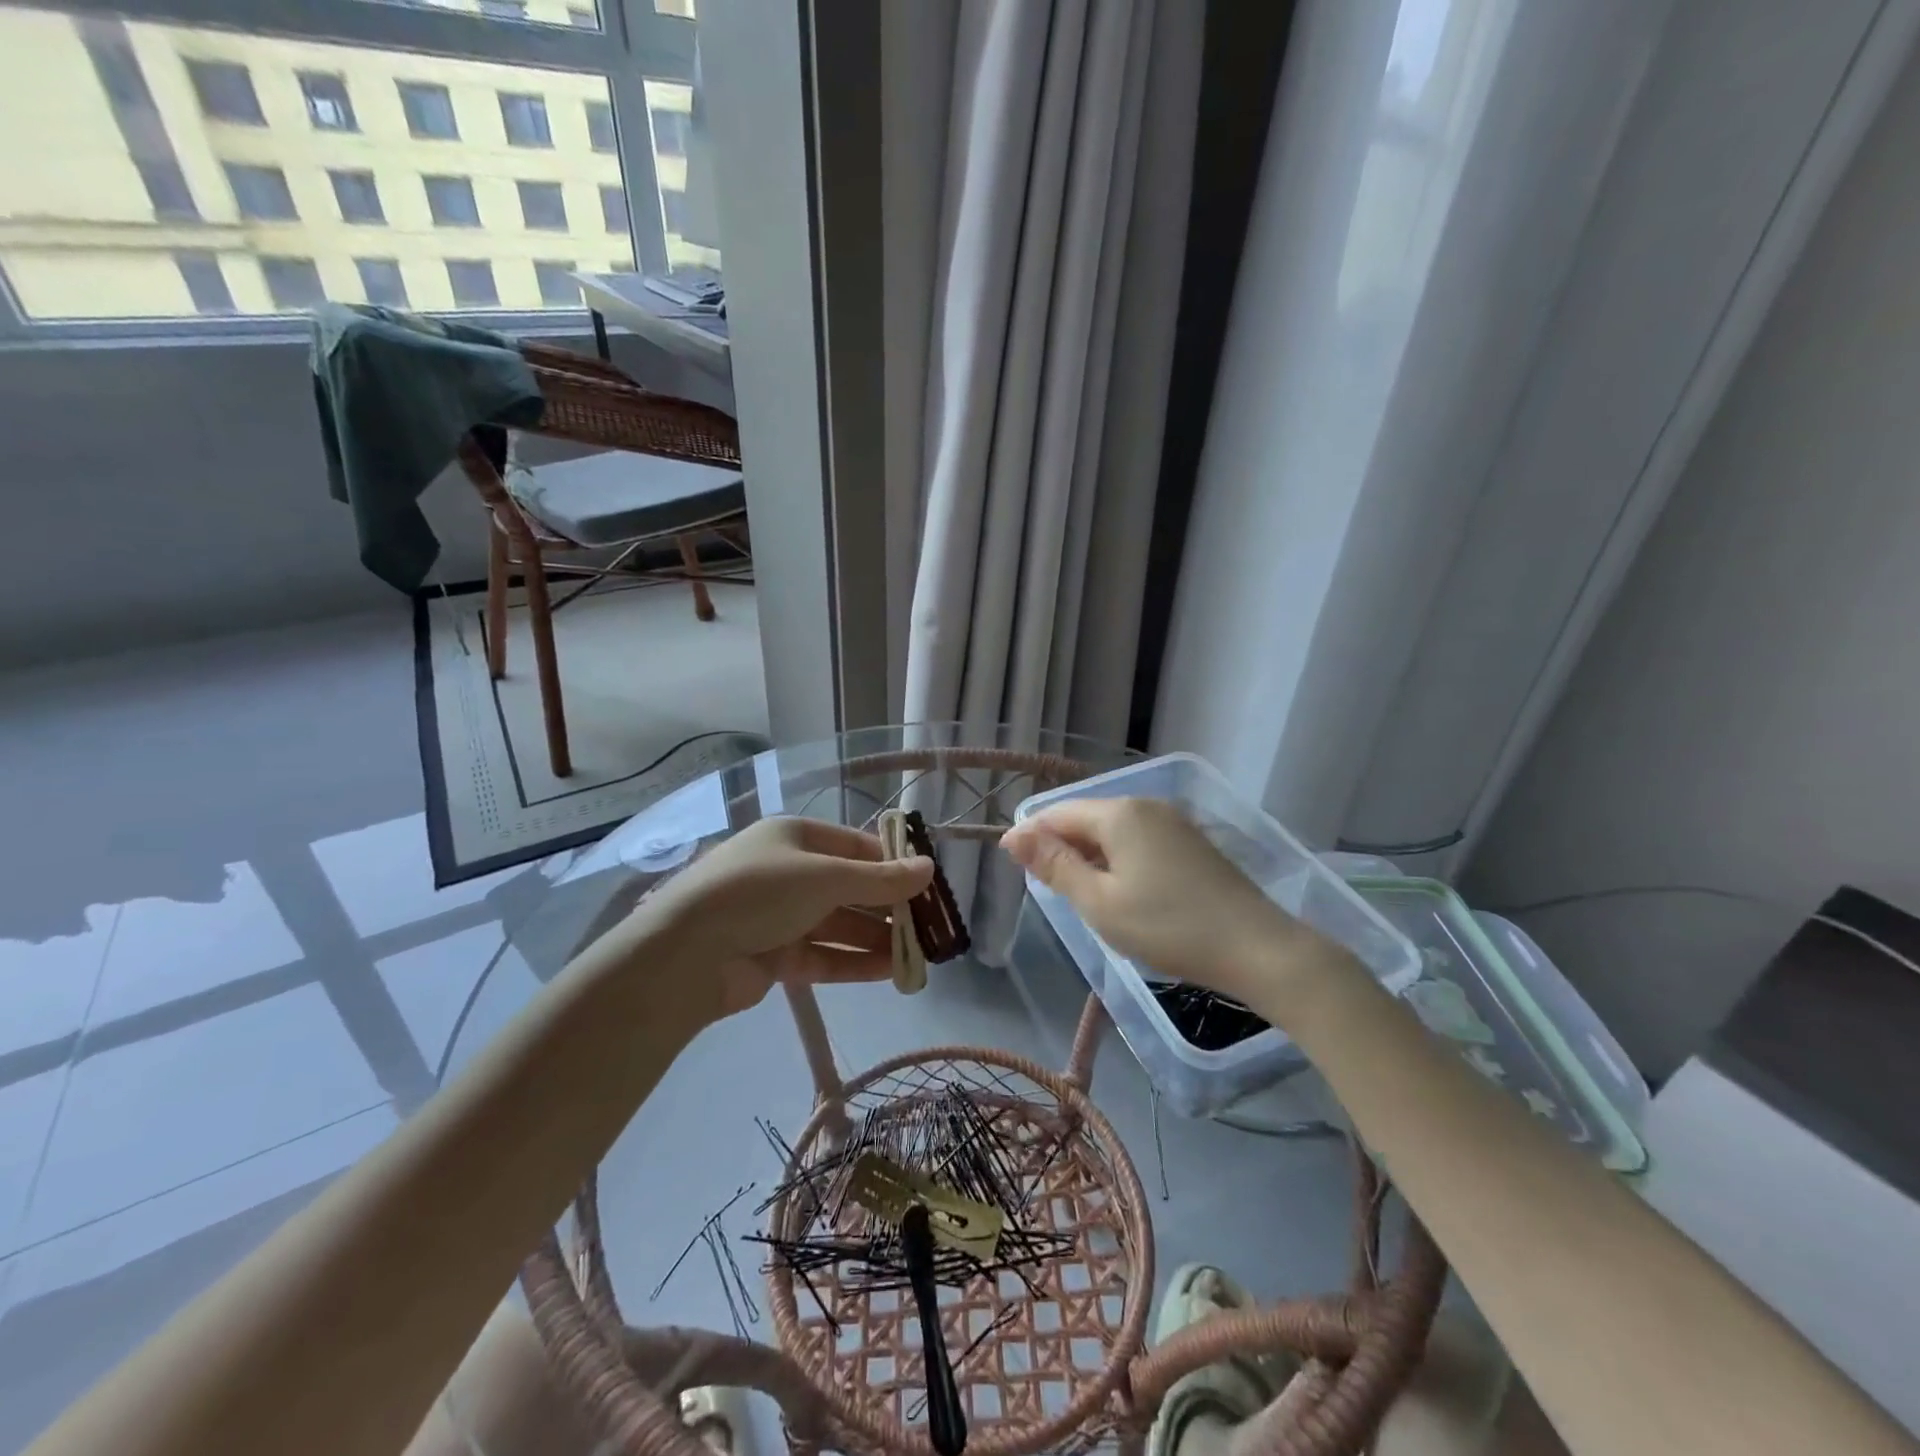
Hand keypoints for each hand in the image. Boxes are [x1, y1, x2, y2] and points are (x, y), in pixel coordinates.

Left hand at [641, 816, 933, 1018]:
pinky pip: (824, 955)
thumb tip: (929, 868)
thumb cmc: (760, 893)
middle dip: (889, 908)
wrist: (685, 954)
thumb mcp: (826, 877)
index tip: (929, 885)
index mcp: (796, 837)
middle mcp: (789, 872)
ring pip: (840, 925)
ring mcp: (780, 916)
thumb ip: (880, 878)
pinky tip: (890, 972)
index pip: (857, 846)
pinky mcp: (774, 956)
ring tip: (920, 956)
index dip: (894, 864)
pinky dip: (855, 962)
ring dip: (878, 939)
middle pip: (851, 888)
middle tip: (931, 928)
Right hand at [1001, 797, 1348, 1012]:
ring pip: (1113, 830)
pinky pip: (1139, 840)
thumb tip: (1013, 835)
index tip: (1012, 865)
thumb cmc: (1168, 927)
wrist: (1257, 948)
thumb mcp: (1100, 903)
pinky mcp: (1192, 842)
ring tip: (1081, 894)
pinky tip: (1122, 890)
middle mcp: (1145, 805)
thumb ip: (1055, 866)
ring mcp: (1173, 821)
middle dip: (1062, 847)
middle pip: (1086, 818)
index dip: (1031, 836)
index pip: (1058, 813)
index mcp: (1119, 813)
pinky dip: (1118, 859)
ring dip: (1090, 855)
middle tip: (1049, 890)